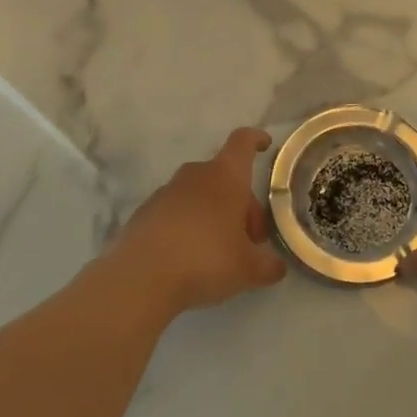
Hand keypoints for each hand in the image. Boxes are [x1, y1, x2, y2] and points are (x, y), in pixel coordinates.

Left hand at [107, 127, 288, 314]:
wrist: (140, 277)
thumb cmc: (206, 259)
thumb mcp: (248, 269)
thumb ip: (268, 265)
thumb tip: (276, 266)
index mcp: (226, 177)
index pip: (243, 142)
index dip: (256, 140)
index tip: (265, 145)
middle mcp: (196, 175)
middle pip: (225, 177)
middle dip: (241, 203)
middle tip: (250, 239)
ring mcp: (166, 192)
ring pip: (200, 195)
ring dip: (214, 214)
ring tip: (220, 251)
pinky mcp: (145, 212)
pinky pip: (176, 212)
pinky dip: (188, 226)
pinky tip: (189, 258)